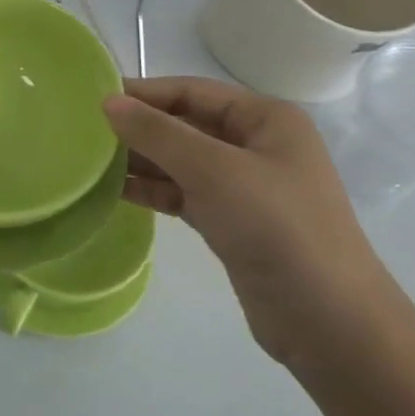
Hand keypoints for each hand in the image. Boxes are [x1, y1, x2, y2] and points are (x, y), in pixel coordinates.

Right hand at [103, 76, 403, 371]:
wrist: (330, 324)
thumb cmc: (278, 229)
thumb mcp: (215, 171)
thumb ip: (158, 133)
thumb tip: (108, 101)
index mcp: (265, 118)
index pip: (192, 91)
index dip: (144, 93)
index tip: (93, 99)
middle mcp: (255, 145)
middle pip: (184, 124)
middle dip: (139, 127)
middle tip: (84, 132)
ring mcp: (243, 185)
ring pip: (180, 160)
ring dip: (141, 159)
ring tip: (90, 161)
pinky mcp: (231, 221)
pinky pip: (182, 193)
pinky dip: (152, 189)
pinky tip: (116, 190)